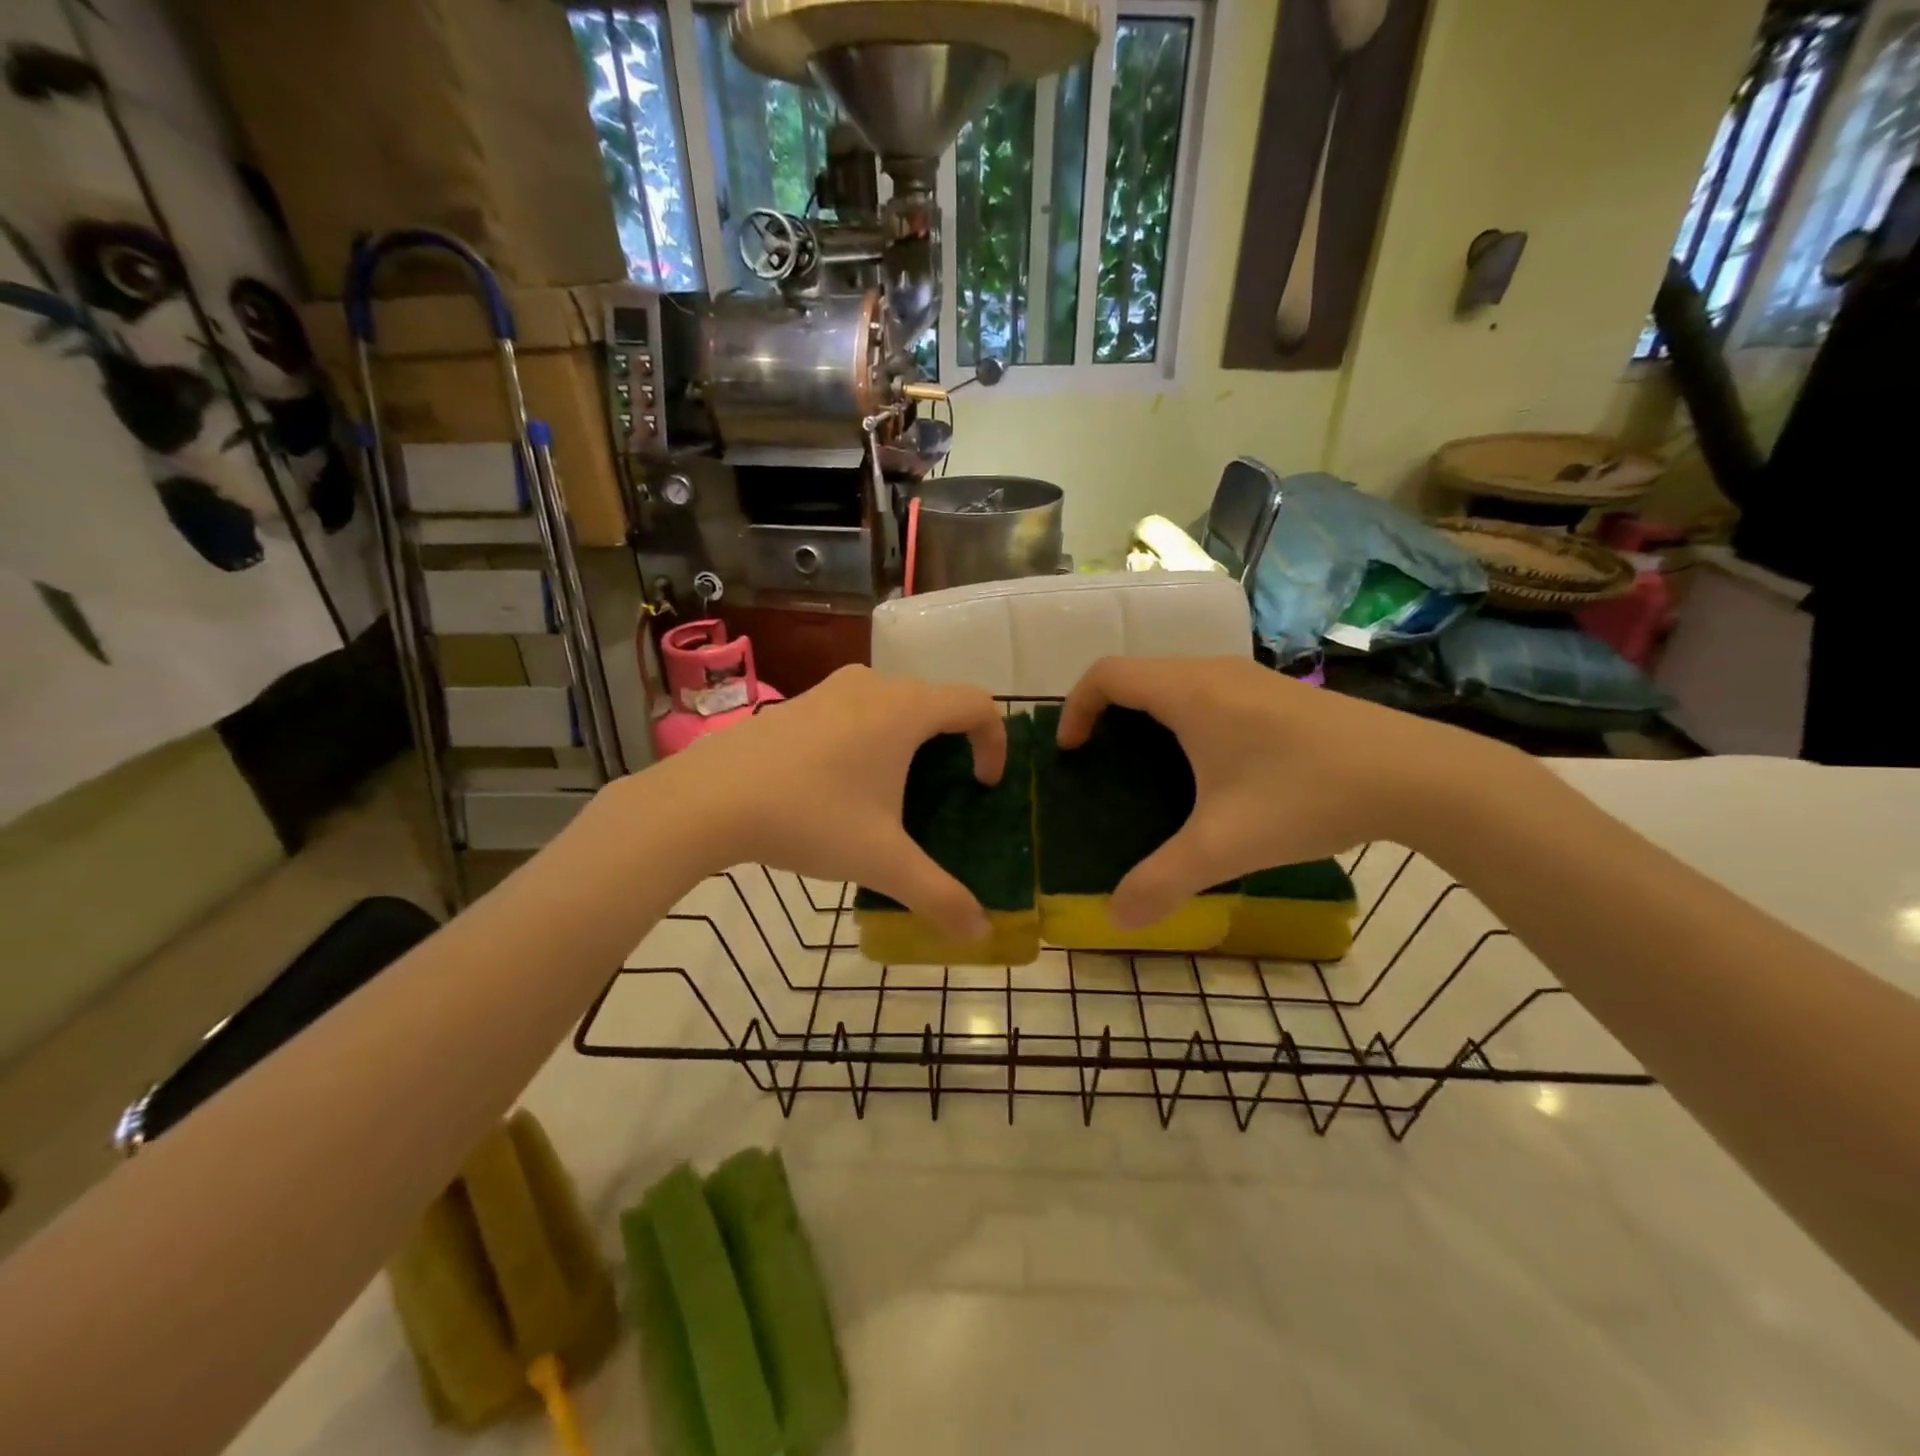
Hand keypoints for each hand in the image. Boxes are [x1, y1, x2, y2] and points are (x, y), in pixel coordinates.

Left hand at [647, 666, 1005, 940]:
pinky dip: (869, 736)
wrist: (707, 799)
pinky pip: (854, 709)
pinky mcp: (797, 703)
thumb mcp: (881, 861)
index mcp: (906, 710)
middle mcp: (873, 685)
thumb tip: (981, 934)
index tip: (982, 786)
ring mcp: (830, 689)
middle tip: (942, 794)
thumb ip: (938, 896)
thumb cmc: (809, 818)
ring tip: (893, 791)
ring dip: (909, 739)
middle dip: (952, 744)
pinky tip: (840, 784)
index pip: (977, 704)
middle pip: (936, 702)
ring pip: (892, 703)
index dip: (994, 742)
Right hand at [1056, 656, 1526, 928]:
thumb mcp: (1225, 846)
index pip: (1107, 674)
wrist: (1418, 775)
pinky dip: (1185, 719)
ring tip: (1149, 770)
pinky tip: (1212, 771)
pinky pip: (1210, 693)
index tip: (1072, 752)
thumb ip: (1163, 882)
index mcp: (1189, 693)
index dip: (1076, 707)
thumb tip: (1116, 920)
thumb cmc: (1306, 796)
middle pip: (1138, 675)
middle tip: (1102, 766)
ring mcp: (1252, 680)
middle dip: (1107, 715)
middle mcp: (1214, 672)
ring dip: (1148, 716)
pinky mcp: (1280, 695)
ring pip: (1177, 682)